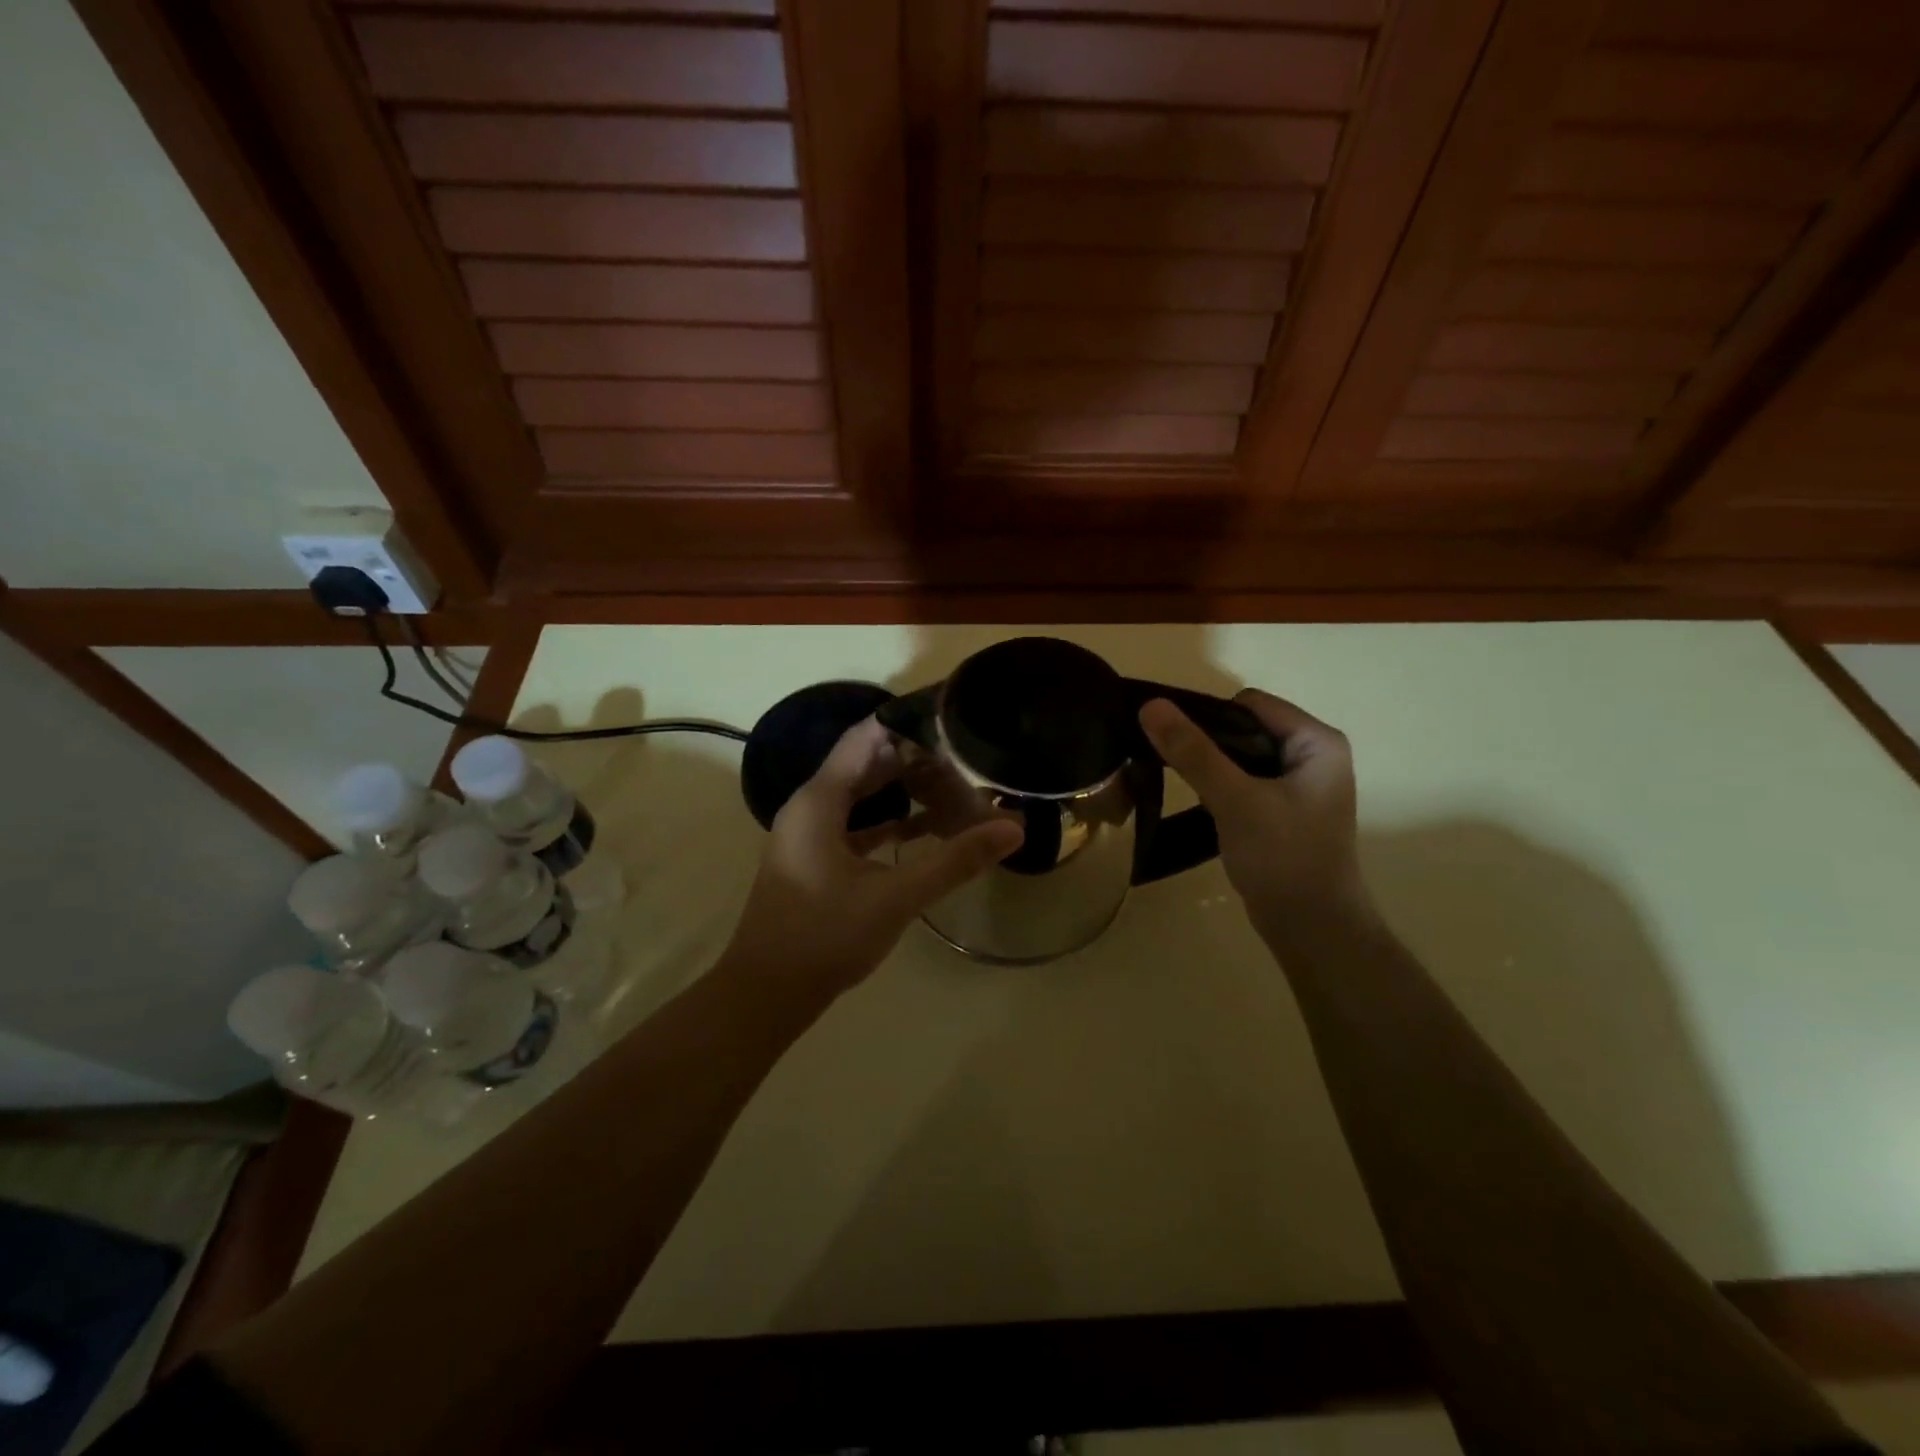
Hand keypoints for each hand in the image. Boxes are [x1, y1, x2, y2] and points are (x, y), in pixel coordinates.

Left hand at [720, 718, 1023, 1001]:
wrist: (766, 993)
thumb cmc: (825, 936)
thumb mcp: (896, 897)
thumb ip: (955, 861)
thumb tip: (1012, 828)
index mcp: (820, 800)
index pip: (867, 737)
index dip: (906, 721)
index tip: (950, 714)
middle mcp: (811, 806)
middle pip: (865, 762)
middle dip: (913, 755)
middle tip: (964, 751)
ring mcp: (810, 833)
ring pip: (862, 794)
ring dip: (903, 787)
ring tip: (953, 781)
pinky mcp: (815, 859)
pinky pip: (857, 822)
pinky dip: (889, 819)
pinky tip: (926, 828)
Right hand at [1139, 691, 1364, 931]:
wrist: (1312, 929)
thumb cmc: (1282, 858)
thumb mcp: (1234, 799)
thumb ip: (1192, 752)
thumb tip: (1151, 705)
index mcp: (1318, 742)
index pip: (1251, 705)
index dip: (1210, 717)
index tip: (1178, 746)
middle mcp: (1315, 756)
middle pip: (1247, 728)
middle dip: (1209, 743)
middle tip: (1176, 767)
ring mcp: (1302, 785)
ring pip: (1243, 756)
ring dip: (1213, 766)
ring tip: (1187, 787)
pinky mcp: (1286, 811)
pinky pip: (1247, 781)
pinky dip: (1223, 787)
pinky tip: (1205, 806)